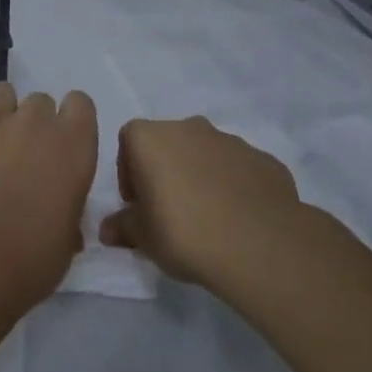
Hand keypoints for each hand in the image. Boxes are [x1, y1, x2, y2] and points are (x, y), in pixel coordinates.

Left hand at [0, 79, 98, 301]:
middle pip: (40, 101)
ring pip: (1, 91)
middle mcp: (37, 121)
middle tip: (19, 159)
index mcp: (75, 145)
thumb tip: (57, 212)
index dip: (69, 123)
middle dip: (32, 124)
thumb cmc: (30, 258)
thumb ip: (66, 211)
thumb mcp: (66, 240)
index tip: (59, 149)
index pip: (80, 104)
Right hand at [99, 117, 301, 282]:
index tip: (136, 203)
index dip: (128, 171)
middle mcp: (189, 128)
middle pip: (168, 143)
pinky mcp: (263, 159)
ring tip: (205, 217)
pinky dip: (232, 185)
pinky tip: (236, 218)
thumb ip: (123, 227)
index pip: (128, 141)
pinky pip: (237, 169)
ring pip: (205, 153)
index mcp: (151, 137)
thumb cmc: (184, 232)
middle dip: (165, 170)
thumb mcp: (143, 237)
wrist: (258, 244)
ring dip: (199, 175)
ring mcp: (230, 140)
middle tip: (168, 210)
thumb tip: (108, 230)